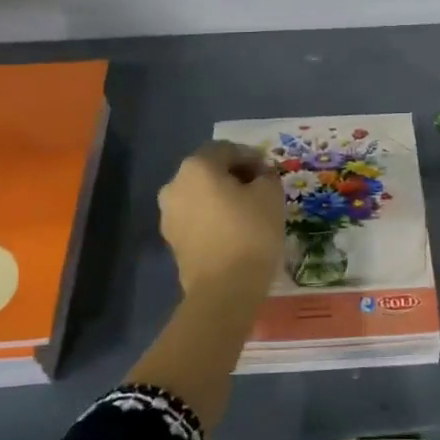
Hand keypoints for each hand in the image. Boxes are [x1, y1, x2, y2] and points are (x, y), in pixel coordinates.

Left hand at [158, 141, 284, 293]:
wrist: (224, 290)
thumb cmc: (250, 232)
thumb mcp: (271, 195)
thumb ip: (266, 176)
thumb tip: (259, 176)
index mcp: (197, 167)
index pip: (227, 149)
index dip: (252, 157)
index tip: (270, 174)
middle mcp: (175, 185)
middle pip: (209, 171)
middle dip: (235, 177)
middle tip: (260, 191)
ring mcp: (169, 215)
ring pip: (201, 196)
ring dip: (222, 199)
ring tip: (248, 214)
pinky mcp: (172, 241)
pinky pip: (196, 219)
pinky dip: (213, 219)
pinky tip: (234, 232)